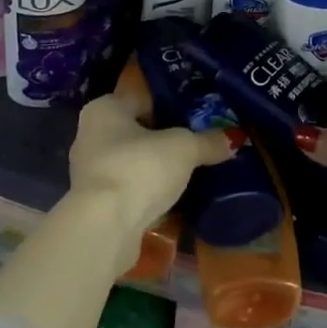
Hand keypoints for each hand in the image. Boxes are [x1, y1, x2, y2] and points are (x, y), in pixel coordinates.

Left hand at [68, 88, 235, 243]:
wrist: (104, 229)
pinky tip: (174, 200)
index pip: (141, 98)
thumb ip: (208, 142)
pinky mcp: (96, 207)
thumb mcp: (183, 149)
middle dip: (164, 140)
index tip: (196, 113)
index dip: (169, 104)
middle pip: (137, 132)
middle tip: (198, 142)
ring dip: (156, 170)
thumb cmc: (139, 168)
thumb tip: (235, 138)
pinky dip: (149, 195)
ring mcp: (91, 174)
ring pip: (133, 164)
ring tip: (190, 173)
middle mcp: (91, 136)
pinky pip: (130, 192)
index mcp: (104, 109)